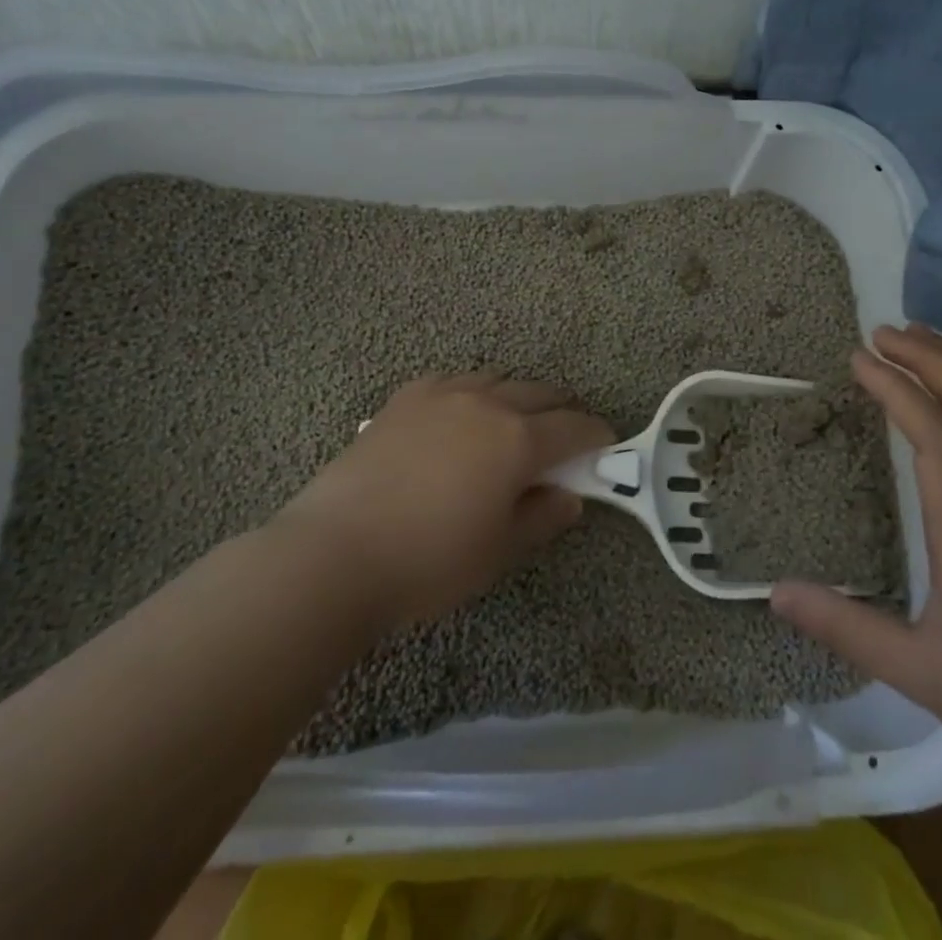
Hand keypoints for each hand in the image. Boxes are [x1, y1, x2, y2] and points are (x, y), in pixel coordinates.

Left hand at [276, 372, 612, 626]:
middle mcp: (486, 402)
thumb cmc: (428, 562)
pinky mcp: (406, 397)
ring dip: (517, 398)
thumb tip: (570, 497)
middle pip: (540, 394)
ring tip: (513, 425)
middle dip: (561, 412)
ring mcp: (443, 393)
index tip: (606, 446)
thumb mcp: (497, 552)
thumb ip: (542, 517)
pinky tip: (461, 417)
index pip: (574, 427)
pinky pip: (453, 381)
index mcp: (517, 439)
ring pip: (497, 380)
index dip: (596, 436)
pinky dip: (472, 393)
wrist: (335, 553)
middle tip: (566, 438)